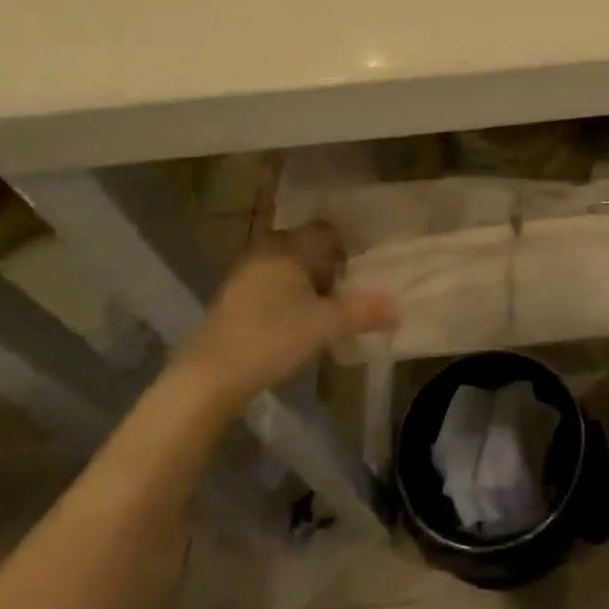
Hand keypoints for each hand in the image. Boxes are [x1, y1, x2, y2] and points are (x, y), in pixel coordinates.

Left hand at [171, 223, 398, 411]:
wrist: (208, 377)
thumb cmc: (272, 337)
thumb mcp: (326, 325)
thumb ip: (364, 312)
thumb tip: (400, 307)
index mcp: (288, 247)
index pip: (325, 231)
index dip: (346, 249)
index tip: (358, 273)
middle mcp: (264, 251)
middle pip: (305, 248)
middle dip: (326, 266)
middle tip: (344, 293)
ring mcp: (243, 274)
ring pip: (286, 267)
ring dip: (304, 284)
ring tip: (321, 311)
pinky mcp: (230, 299)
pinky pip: (268, 285)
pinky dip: (284, 297)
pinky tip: (291, 324)